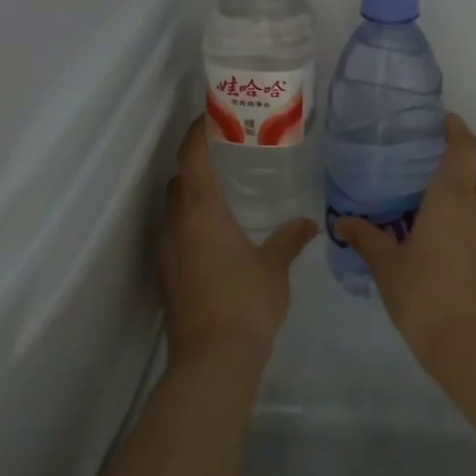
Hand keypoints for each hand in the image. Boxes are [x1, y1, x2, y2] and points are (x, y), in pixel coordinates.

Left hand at [159, 115, 317, 372]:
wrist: (212, 361)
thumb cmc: (245, 302)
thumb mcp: (275, 266)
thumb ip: (290, 238)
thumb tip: (308, 224)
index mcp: (200, 211)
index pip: (192, 156)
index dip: (198, 131)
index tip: (212, 113)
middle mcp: (176, 224)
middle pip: (178, 180)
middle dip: (196, 162)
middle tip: (227, 153)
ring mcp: (167, 252)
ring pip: (174, 208)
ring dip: (192, 194)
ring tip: (224, 190)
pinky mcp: (167, 275)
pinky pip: (175, 233)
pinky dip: (191, 221)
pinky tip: (217, 234)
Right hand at [334, 113, 475, 377]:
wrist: (470, 344)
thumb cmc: (426, 294)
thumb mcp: (386, 265)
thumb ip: (365, 238)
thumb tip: (340, 221)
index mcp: (451, 198)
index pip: (464, 148)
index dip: (456, 128)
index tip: (441, 119)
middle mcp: (474, 208)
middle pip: (474, 170)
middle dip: (456, 159)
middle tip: (423, 160)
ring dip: (460, 189)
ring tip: (424, 196)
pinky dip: (461, 213)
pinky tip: (433, 232)